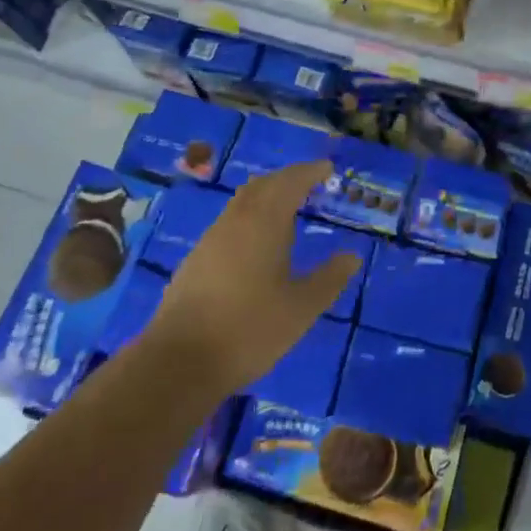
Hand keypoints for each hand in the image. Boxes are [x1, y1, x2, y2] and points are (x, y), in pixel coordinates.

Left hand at [148, 160, 358, 395]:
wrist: (179, 361)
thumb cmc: (249, 330)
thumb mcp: (301, 308)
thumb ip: (329, 279)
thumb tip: (352, 256)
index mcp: (264, 223)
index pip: (290, 182)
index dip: (310, 172)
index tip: (328, 168)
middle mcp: (236, 221)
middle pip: (263, 185)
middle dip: (288, 179)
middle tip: (311, 183)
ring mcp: (211, 239)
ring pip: (242, 202)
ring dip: (266, 196)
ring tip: (288, 208)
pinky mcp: (196, 259)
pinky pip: (229, 222)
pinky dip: (250, 217)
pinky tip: (257, 242)